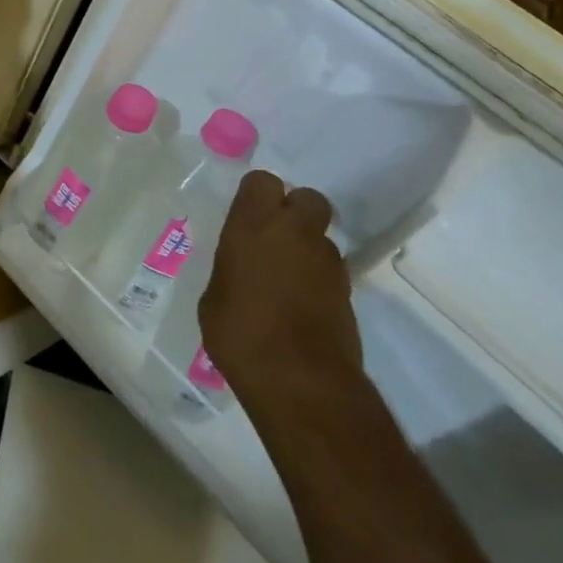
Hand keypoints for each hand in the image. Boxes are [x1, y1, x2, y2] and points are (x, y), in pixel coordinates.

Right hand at [199, 170, 362, 412]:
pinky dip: (318, 280)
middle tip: (274, 236)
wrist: (300, 382)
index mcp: (255, 225)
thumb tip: (240, 270)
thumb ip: (230, 270)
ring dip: (307, 248)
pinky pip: (331, 271)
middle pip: (307, 198)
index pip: (262, 181)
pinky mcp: (349, 293)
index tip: (246, 216)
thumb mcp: (214, 297)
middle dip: (295, 210)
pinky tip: (301, 306)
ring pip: (322, 237)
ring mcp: (327, 262)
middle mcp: (295, 233)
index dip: (256, 195)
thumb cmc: (240, 333)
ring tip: (287, 279)